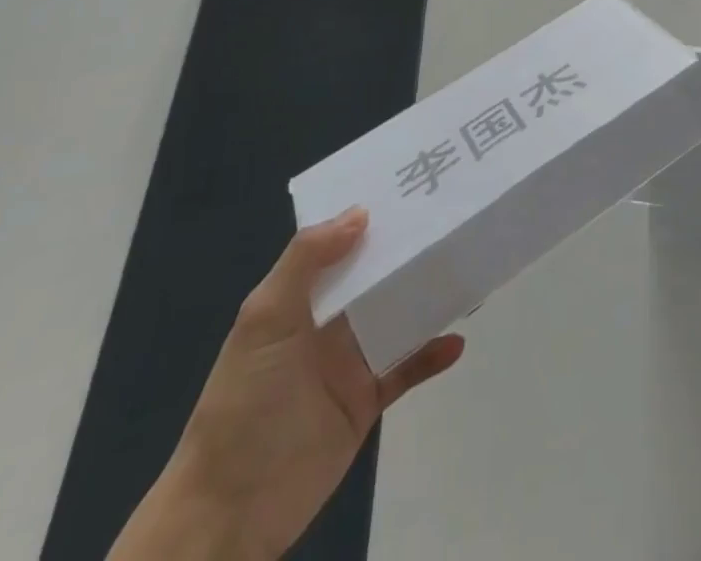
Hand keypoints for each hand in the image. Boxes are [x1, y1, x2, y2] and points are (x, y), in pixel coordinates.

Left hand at [109, 208, 464, 560]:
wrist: (229, 511)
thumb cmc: (244, 402)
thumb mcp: (264, 321)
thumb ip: (306, 261)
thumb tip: (361, 212)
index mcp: (300, 298)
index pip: (340, 245)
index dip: (371, 217)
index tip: (411, 188)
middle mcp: (327, 323)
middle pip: (376, 277)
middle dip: (410, 252)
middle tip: (457, 220)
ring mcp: (349, 362)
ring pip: (398, 316)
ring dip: (429, 298)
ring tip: (471, 273)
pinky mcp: (367, 401)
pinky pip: (406, 369)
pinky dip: (431, 354)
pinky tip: (456, 341)